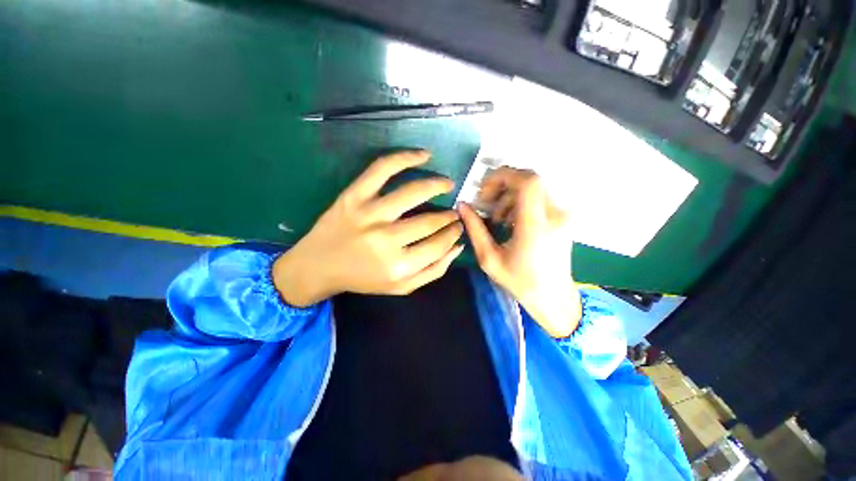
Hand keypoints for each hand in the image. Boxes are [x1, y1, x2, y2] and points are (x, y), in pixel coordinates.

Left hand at [273, 151, 463, 305]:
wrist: (318, 266)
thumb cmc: (364, 279)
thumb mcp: (402, 287)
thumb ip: (434, 270)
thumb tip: (458, 245)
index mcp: (398, 266)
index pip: (439, 244)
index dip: (453, 234)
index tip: (458, 227)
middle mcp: (385, 240)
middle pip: (430, 221)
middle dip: (449, 216)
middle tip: (454, 212)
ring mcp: (369, 214)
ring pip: (413, 192)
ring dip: (437, 185)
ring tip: (448, 184)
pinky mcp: (354, 196)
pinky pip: (382, 169)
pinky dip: (405, 157)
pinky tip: (424, 156)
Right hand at [458, 167, 580, 337]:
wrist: (553, 297)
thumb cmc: (519, 282)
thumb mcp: (489, 259)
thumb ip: (475, 229)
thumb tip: (462, 206)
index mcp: (535, 226)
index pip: (527, 182)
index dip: (503, 176)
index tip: (484, 190)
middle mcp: (554, 214)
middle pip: (529, 180)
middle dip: (502, 185)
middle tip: (486, 203)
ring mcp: (562, 214)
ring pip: (533, 187)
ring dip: (509, 195)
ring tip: (497, 217)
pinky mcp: (563, 217)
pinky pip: (538, 197)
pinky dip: (520, 201)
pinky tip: (510, 220)